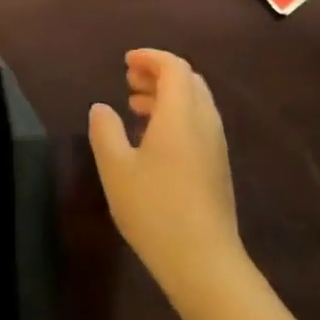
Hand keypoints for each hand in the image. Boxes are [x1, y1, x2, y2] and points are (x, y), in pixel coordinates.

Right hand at [88, 49, 244, 299]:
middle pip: (188, 81)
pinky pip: (199, 124)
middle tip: (129, 82)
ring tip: (135, 108)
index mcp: (181, 114)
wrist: (203, 262)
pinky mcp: (218, 167)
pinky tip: (153, 141)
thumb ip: (105, 131)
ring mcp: (216, 146)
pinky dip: (177, 116)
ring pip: (196, 103)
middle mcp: (204, 122)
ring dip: (168, 96)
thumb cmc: (154, 209)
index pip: (174, 67)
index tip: (126, 61)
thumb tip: (101, 108)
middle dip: (159, 74)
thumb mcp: (116, 168)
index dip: (150, 58)